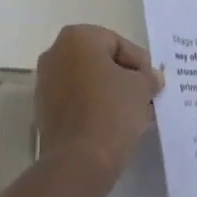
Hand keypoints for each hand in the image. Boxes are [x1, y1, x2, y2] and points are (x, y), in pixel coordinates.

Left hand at [35, 25, 163, 176]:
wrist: (79, 159)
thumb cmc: (112, 111)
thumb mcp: (141, 88)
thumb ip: (148, 77)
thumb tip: (152, 77)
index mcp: (76, 37)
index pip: (117, 43)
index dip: (139, 63)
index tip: (153, 83)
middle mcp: (55, 52)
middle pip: (99, 60)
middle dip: (123, 76)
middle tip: (145, 95)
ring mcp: (45, 81)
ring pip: (86, 80)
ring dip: (109, 92)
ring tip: (133, 112)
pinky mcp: (43, 108)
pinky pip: (75, 100)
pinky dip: (93, 106)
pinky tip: (112, 123)